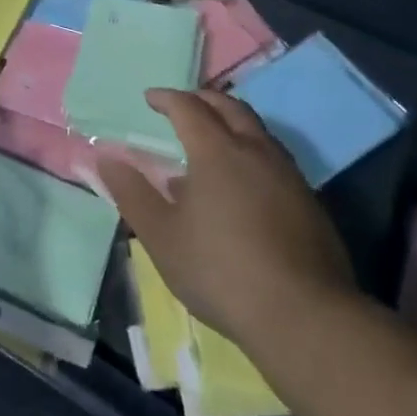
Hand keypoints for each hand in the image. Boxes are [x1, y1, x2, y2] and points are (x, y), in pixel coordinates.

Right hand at [96, 88, 355, 347]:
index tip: (150, 98)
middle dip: (203, 100)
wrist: (305, 317)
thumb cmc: (221, 271)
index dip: (166, 98)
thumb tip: (106, 157)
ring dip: (231, 124)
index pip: (188, 107)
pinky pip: (274, 159)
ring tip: (212, 144)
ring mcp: (288, 175)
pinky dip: (251, 153)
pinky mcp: (310, 202)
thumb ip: (131, 193)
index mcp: (216, 151)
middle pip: (230, 107)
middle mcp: (255, 150)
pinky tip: (242, 186)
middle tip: (184, 107)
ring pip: (257, 131)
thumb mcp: (161, 236)